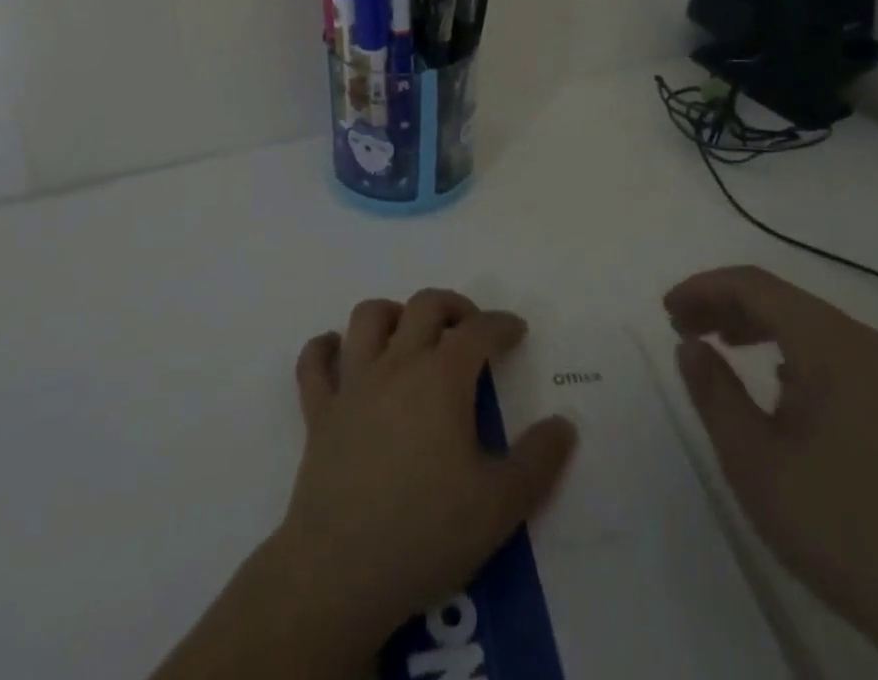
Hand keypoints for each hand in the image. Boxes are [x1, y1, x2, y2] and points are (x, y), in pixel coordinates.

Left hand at [276, 290, 578, 647]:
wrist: (341, 571)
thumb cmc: (427, 531)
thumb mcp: (501, 505)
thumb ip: (539, 460)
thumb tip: (564, 424)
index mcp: (442, 378)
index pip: (478, 331)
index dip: (501, 324)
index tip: (516, 331)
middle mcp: (397, 364)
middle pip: (424, 306)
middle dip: (453, 306)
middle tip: (470, 328)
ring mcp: (353, 384)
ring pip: (367, 317)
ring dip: (392, 313)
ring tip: (409, 333)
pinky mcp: (319, 411)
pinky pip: (314, 362)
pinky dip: (325, 348)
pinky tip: (338, 353)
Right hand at [666, 267, 877, 679]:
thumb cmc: (839, 524)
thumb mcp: (753, 460)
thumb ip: (713, 391)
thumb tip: (691, 344)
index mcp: (829, 342)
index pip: (753, 285)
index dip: (703, 288)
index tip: (666, 310)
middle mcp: (862, 341)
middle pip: (780, 297)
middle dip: (724, 303)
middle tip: (682, 327)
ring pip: (806, 321)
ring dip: (755, 324)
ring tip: (717, 346)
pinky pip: (831, 349)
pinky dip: (788, 347)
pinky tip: (774, 381)